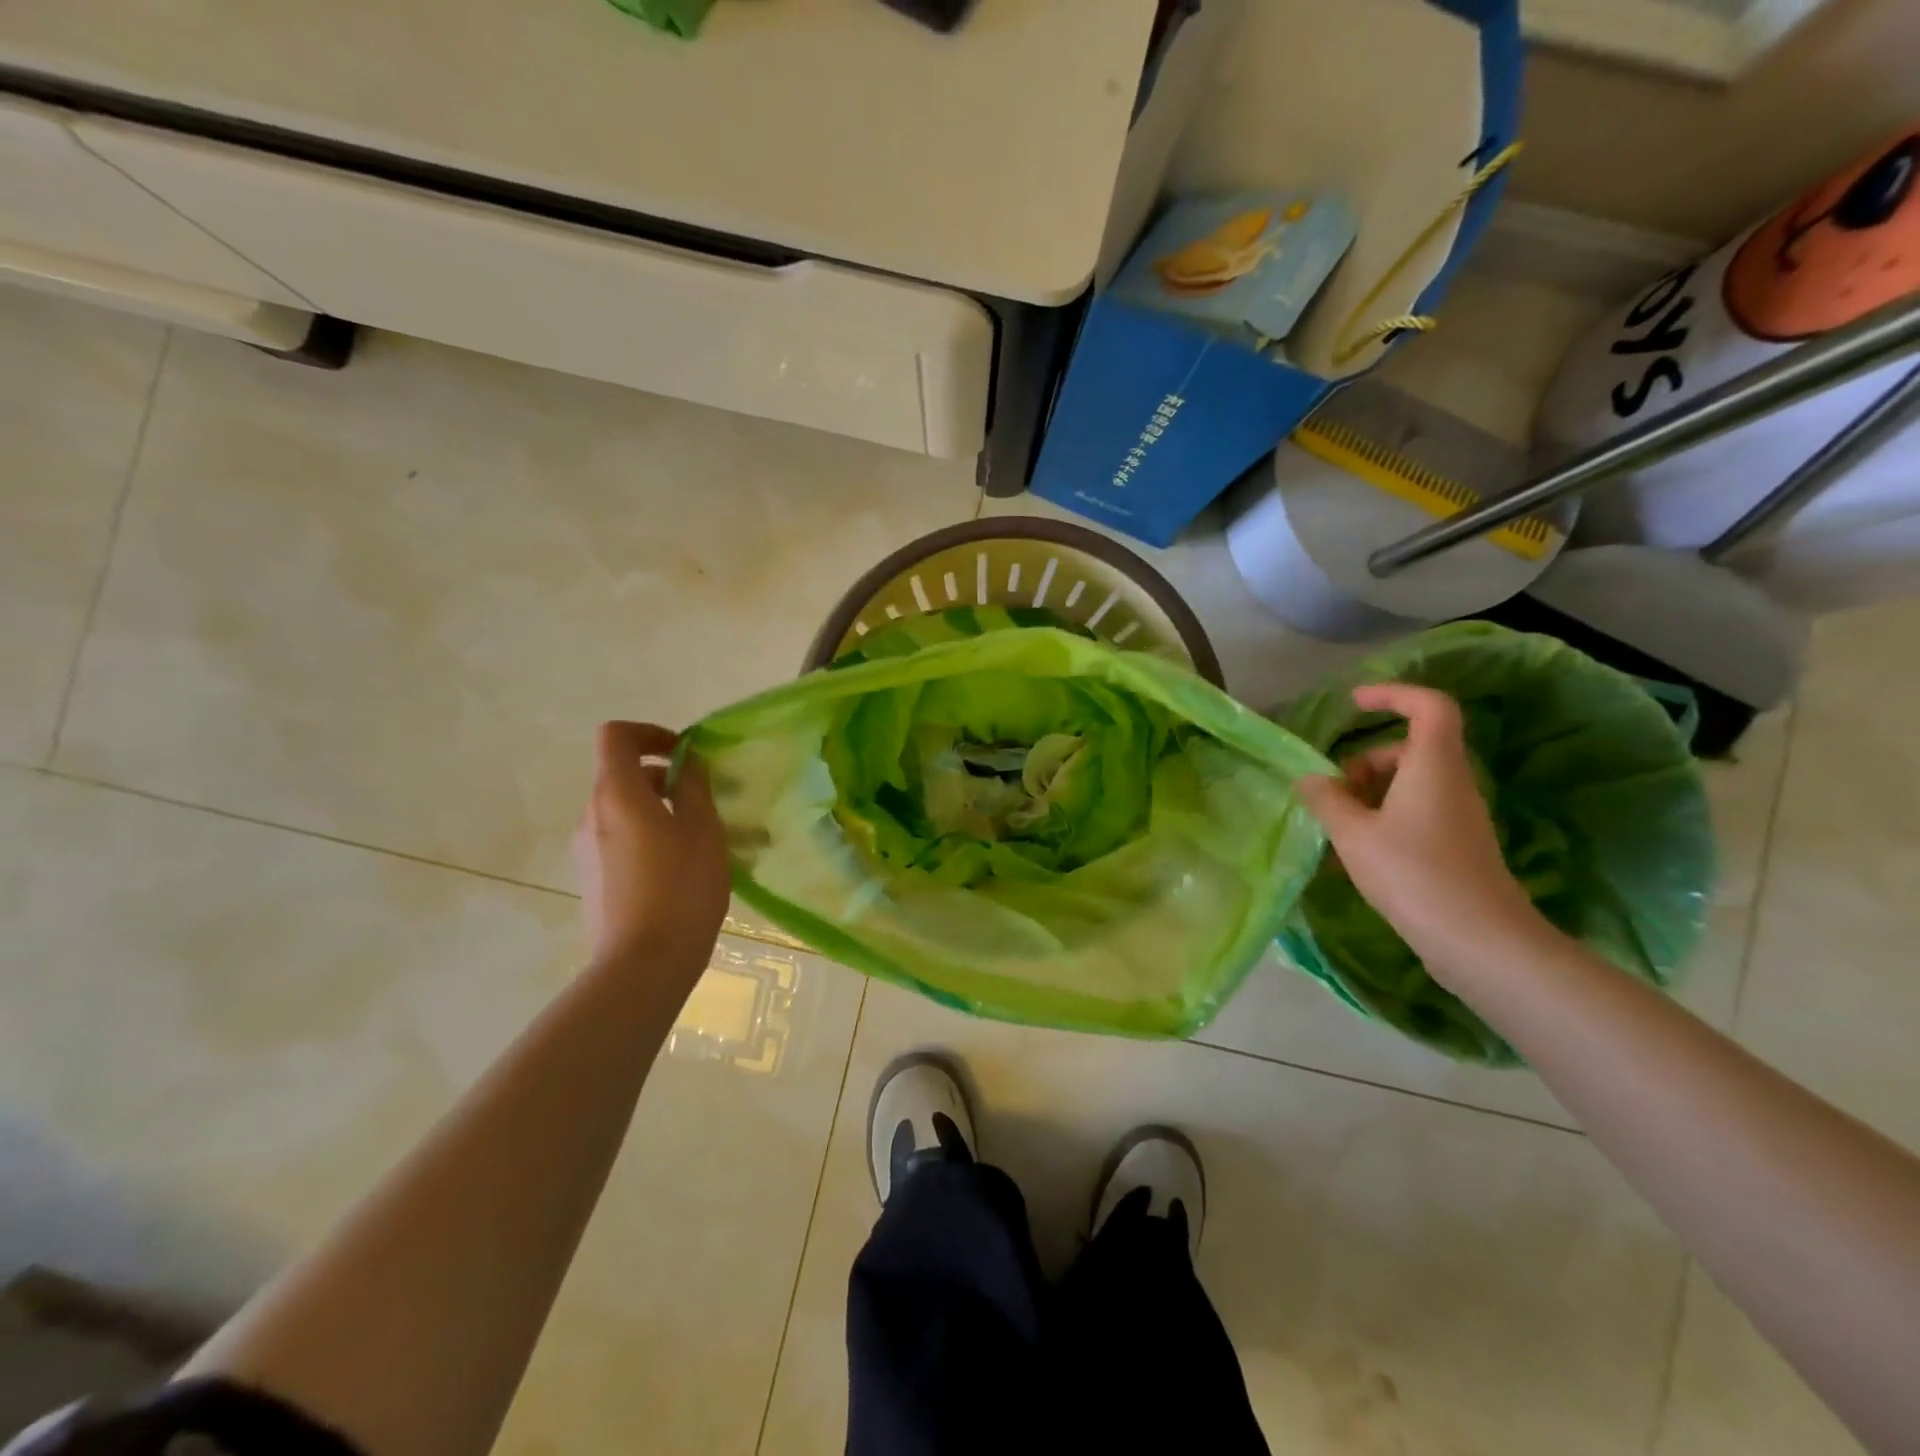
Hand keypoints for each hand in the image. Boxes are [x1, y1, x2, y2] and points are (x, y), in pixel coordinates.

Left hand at [573, 722, 729, 976]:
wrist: (643, 965)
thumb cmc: (681, 886)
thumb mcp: (703, 828)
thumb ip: (693, 786)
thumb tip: (685, 763)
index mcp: (616, 793)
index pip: (616, 736)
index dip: (650, 732)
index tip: (684, 753)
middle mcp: (591, 815)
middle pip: (620, 774)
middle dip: (663, 777)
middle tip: (704, 802)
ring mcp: (587, 851)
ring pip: (623, 811)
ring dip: (659, 810)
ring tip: (700, 840)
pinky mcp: (593, 880)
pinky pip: (620, 841)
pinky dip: (648, 838)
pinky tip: (680, 871)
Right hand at [1296, 684, 1545, 981]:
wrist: (1478, 940)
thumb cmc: (1412, 873)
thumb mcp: (1352, 833)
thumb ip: (1326, 799)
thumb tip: (1308, 779)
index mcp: (1432, 765)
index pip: (1428, 705)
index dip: (1393, 694)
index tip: (1354, 704)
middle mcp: (1452, 782)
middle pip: (1409, 749)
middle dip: (1365, 762)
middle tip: (1333, 791)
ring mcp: (1458, 816)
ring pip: (1410, 784)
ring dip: (1369, 794)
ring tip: (1338, 828)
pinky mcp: (1457, 845)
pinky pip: (1415, 813)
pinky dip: (1383, 819)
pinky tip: (1356, 855)